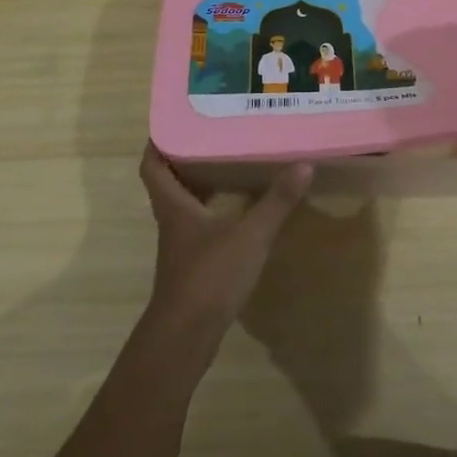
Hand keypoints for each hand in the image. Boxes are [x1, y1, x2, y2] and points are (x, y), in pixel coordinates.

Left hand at [138, 144, 312, 347]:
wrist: (187, 336)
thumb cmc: (210, 276)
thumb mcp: (250, 235)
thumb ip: (276, 201)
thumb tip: (304, 164)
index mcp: (173, 205)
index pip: (152, 165)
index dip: (157, 142)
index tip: (174, 121)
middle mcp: (171, 220)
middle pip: (168, 182)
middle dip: (186, 159)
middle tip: (213, 136)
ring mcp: (180, 245)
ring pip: (184, 205)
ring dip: (201, 185)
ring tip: (229, 164)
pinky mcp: (192, 265)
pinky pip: (198, 226)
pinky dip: (213, 212)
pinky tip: (237, 211)